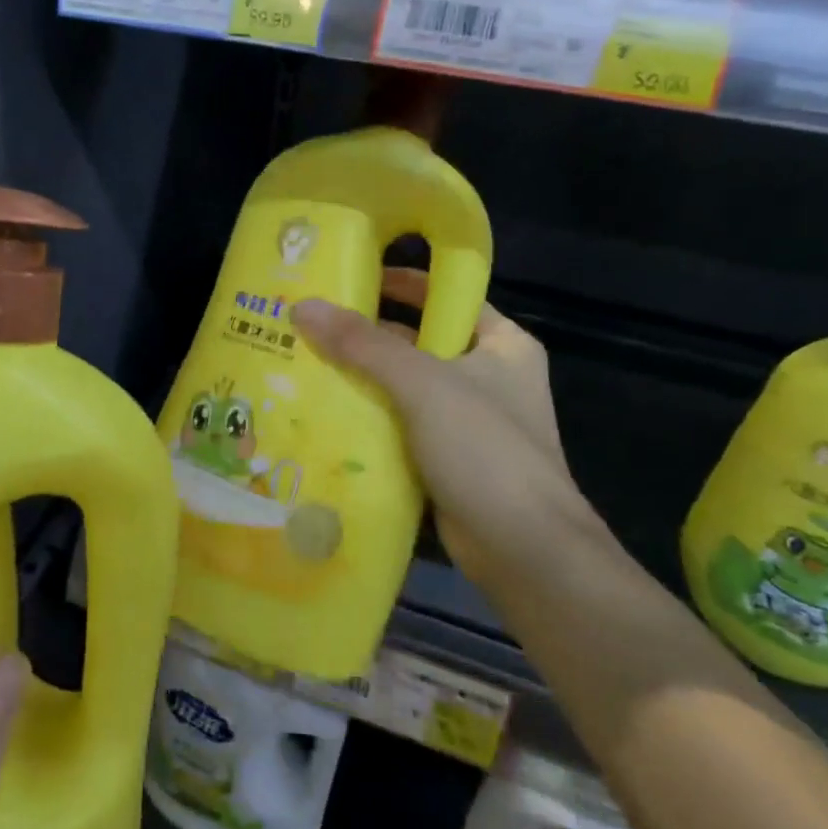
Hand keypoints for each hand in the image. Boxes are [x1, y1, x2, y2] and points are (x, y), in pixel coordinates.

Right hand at [293, 268, 602, 583]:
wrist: (523, 550)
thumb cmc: (484, 448)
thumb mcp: (422, 383)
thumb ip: (363, 344)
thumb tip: (304, 307)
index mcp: (502, 343)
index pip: (447, 296)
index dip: (401, 283)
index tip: (349, 278)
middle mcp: (489, 375)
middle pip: (421, 341)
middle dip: (369, 336)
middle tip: (312, 326)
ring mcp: (470, 421)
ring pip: (407, 387)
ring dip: (364, 380)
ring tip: (306, 364)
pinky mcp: (449, 459)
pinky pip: (403, 425)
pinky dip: (371, 419)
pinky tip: (326, 414)